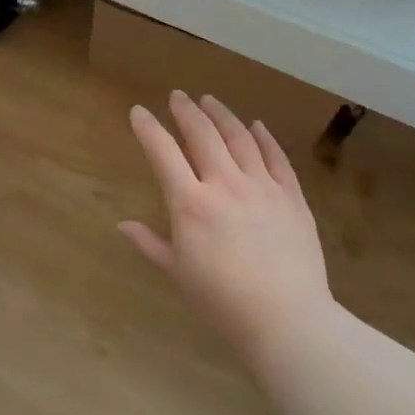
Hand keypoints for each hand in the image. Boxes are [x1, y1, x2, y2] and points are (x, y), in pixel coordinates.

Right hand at [120, 93, 333, 350]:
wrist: (286, 318)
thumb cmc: (222, 301)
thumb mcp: (177, 273)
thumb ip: (150, 244)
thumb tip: (122, 225)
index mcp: (191, 203)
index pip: (163, 153)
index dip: (148, 129)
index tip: (139, 112)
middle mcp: (225, 184)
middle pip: (203, 135)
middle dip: (186, 111)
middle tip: (178, 96)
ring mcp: (262, 186)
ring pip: (240, 138)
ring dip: (222, 115)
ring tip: (210, 101)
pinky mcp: (292, 196)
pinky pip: (276, 157)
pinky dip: (264, 137)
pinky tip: (256, 125)